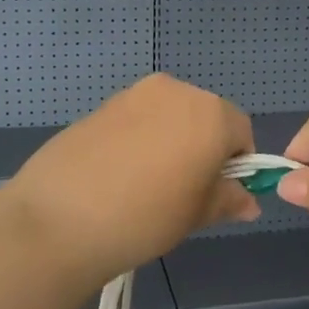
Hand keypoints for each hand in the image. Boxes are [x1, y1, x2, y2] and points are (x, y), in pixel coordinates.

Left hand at [1, 74, 257, 284]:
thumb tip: (249, 202)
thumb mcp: (196, 214)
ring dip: (170, 141)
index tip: (216, 194)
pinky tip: (118, 174)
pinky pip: (138, 118)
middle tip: (183, 191)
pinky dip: (140, 139)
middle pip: (205, 116)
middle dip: (203, 148)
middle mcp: (176, 90)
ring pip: (170, 115)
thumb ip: (228, 200)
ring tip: (146, 185)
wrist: (59, 218)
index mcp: (210, 113)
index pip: (241, 132)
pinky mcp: (102, 104)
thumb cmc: (145, 217)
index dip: (236, 164)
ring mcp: (135, 93)